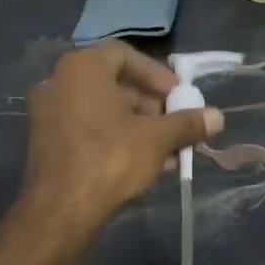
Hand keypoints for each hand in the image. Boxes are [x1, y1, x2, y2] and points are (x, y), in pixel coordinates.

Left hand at [22, 42, 223, 227]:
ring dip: (137, 125)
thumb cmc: (110, 158)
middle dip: (150, 104)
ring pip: (102, 110)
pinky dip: (115, 138)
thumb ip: (187, 123)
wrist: (60, 210)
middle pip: (114, 83)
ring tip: (168, 149)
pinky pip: (87, 129)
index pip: (125, 55)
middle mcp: (58, 82)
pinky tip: (144, 163)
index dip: (156, 75)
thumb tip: (218, 117)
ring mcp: (48, 114)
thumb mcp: (157, 139)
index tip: (179, 96)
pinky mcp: (46, 143)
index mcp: (82, 68)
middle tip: (175, 123)